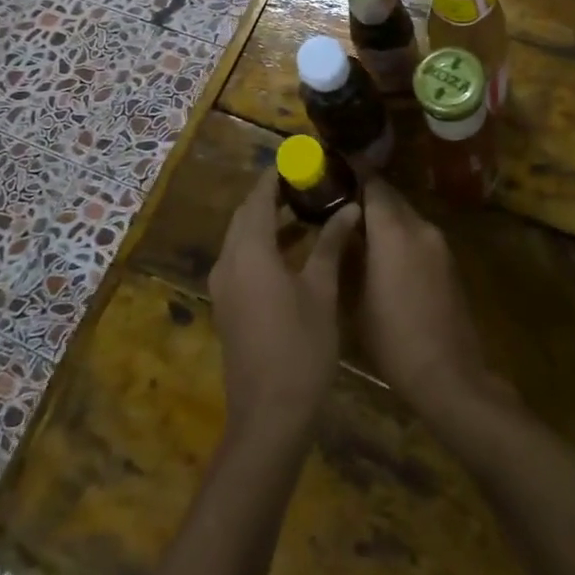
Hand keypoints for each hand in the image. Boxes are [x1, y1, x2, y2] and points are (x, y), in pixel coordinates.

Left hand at [209, 170, 361, 444]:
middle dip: (273, 195)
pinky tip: (294, 250)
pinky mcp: (228, 305)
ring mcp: (224, 286)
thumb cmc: (301, 347)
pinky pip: (242, 259)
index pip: (258, 196)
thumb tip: (349, 208)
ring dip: (269, 221)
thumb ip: (330, 243)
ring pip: (242, 238)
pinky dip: (264, 245)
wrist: (269, 416)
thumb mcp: (321, 290)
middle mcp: (228, 261)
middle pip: (246, 215)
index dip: (277, 174)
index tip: (301, 159)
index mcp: (248, 251)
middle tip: (309, 182)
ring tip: (307, 209)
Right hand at [358, 176, 511, 427]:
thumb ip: (347, 256)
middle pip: (391, 197)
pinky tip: (384, 255)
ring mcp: (439, 244)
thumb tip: (340, 231)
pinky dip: (400, 235)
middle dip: (366, 195)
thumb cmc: (392, 339)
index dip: (353, 173)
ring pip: (406, 216)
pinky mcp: (450, 262)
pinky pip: (419, 235)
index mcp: (393, 231)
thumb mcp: (355, 299)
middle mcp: (420, 227)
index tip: (334, 168)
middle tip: (339, 201)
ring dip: (384, 217)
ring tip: (358, 229)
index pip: (373, 184)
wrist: (448, 374)